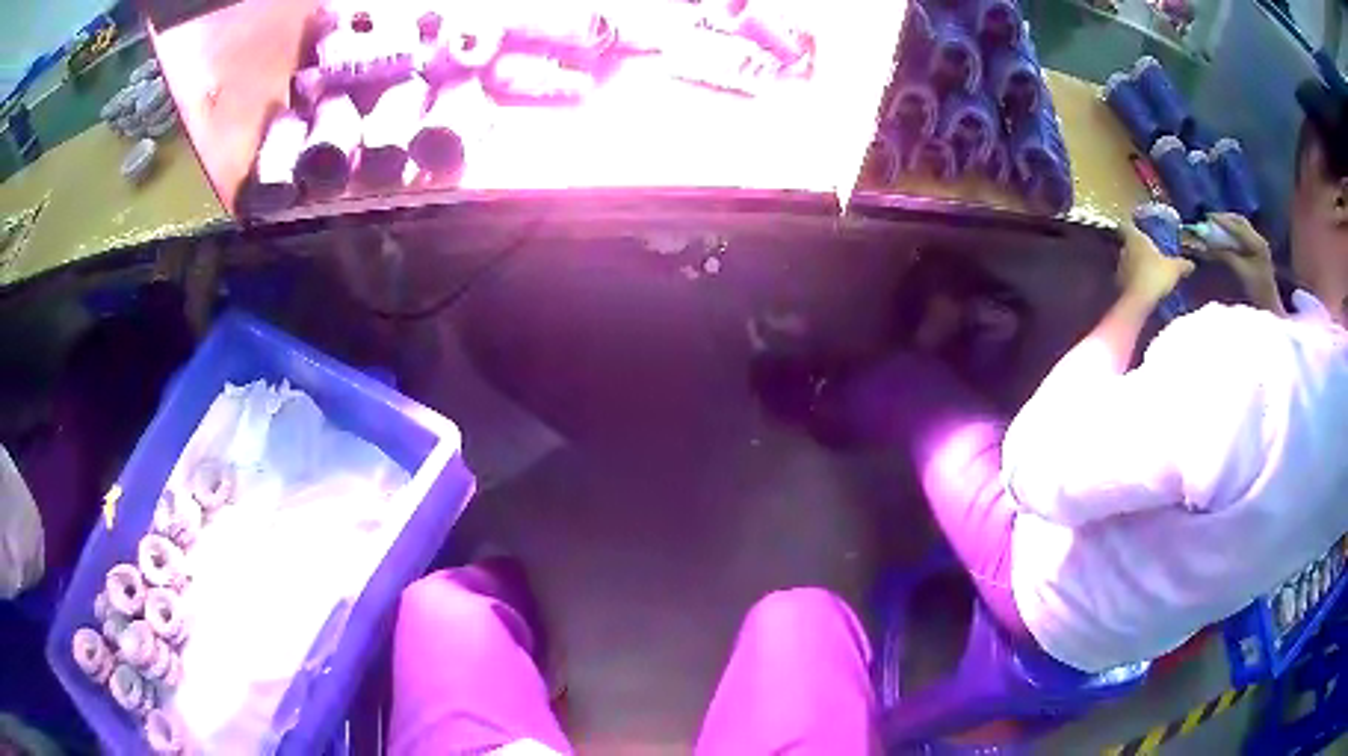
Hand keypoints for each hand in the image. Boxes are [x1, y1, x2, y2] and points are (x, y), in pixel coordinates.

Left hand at [1118, 223, 1193, 305]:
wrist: (1138, 303)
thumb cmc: (1156, 276)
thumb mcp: (1174, 269)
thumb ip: (1182, 264)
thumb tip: (1192, 264)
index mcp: (1135, 237)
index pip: (1127, 225)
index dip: (1132, 226)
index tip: (1138, 228)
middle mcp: (1124, 249)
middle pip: (1128, 244)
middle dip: (1137, 247)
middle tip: (1149, 252)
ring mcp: (1119, 267)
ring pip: (1126, 260)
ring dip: (1134, 264)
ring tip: (1147, 271)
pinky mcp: (1118, 284)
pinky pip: (1126, 277)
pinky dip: (1133, 279)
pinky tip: (1143, 286)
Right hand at [1188, 213, 1283, 313]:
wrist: (1271, 310)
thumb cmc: (1257, 294)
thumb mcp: (1240, 273)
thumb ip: (1226, 255)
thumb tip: (1208, 245)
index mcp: (1256, 243)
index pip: (1236, 225)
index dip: (1221, 220)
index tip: (1206, 218)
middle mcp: (1259, 239)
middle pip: (1240, 221)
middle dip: (1225, 219)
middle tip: (1210, 220)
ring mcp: (1261, 245)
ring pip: (1242, 227)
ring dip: (1229, 225)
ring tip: (1216, 227)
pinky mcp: (1260, 252)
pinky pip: (1244, 235)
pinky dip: (1234, 233)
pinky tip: (1227, 238)